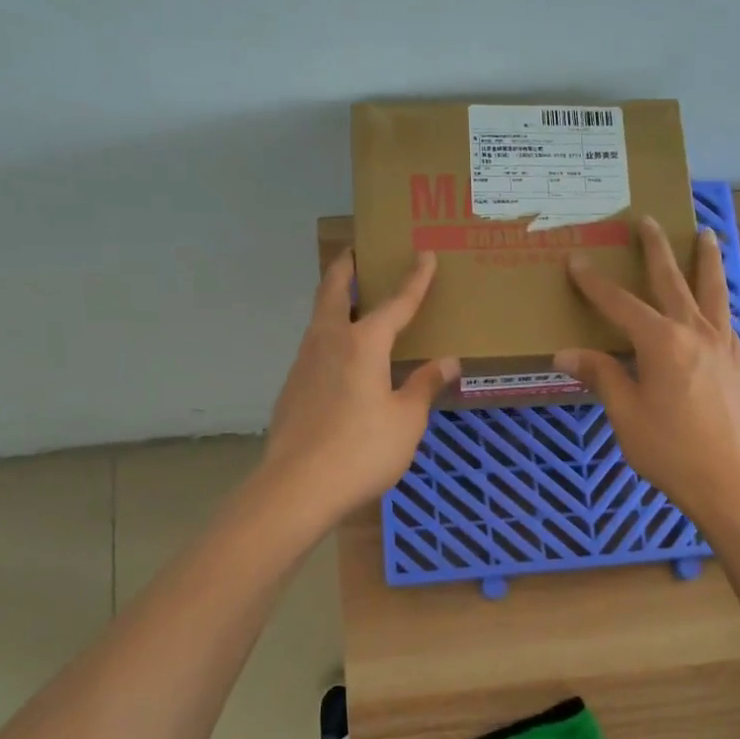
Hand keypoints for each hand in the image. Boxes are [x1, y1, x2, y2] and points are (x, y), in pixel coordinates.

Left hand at [262, 249, 458, 520]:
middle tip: (356, 251)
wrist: (297, 487)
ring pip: (319, 318)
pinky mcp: (292, 387)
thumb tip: (447, 361)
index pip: (396, 303)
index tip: (425, 254)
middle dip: (347, 267)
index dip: (415, 279)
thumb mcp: (406, 420)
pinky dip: (330, 336)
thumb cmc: (362, 449)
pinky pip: (314, 347)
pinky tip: (342, 359)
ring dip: (335, 301)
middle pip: (334, 291)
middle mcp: (329, 341)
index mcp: (363, 343)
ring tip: (353, 302)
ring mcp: (304, 363)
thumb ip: (424, 385)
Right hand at [554, 217, 739, 523]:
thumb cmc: (670, 449)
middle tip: (647, 220)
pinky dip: (721, 302)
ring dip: (707, 260)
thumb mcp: (625, 413)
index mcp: (661, 341)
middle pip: (673, 280)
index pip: (620, 304)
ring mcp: (721, 345)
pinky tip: (719, 306)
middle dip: (656, 248)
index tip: (577, 261)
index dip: (595, 283)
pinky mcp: (736, 363)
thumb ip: (601, 376)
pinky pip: (727, 320)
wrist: (730, 480)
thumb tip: (566, 353)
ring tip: (708, 235)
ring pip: (713, 291)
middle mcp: (694, 331)